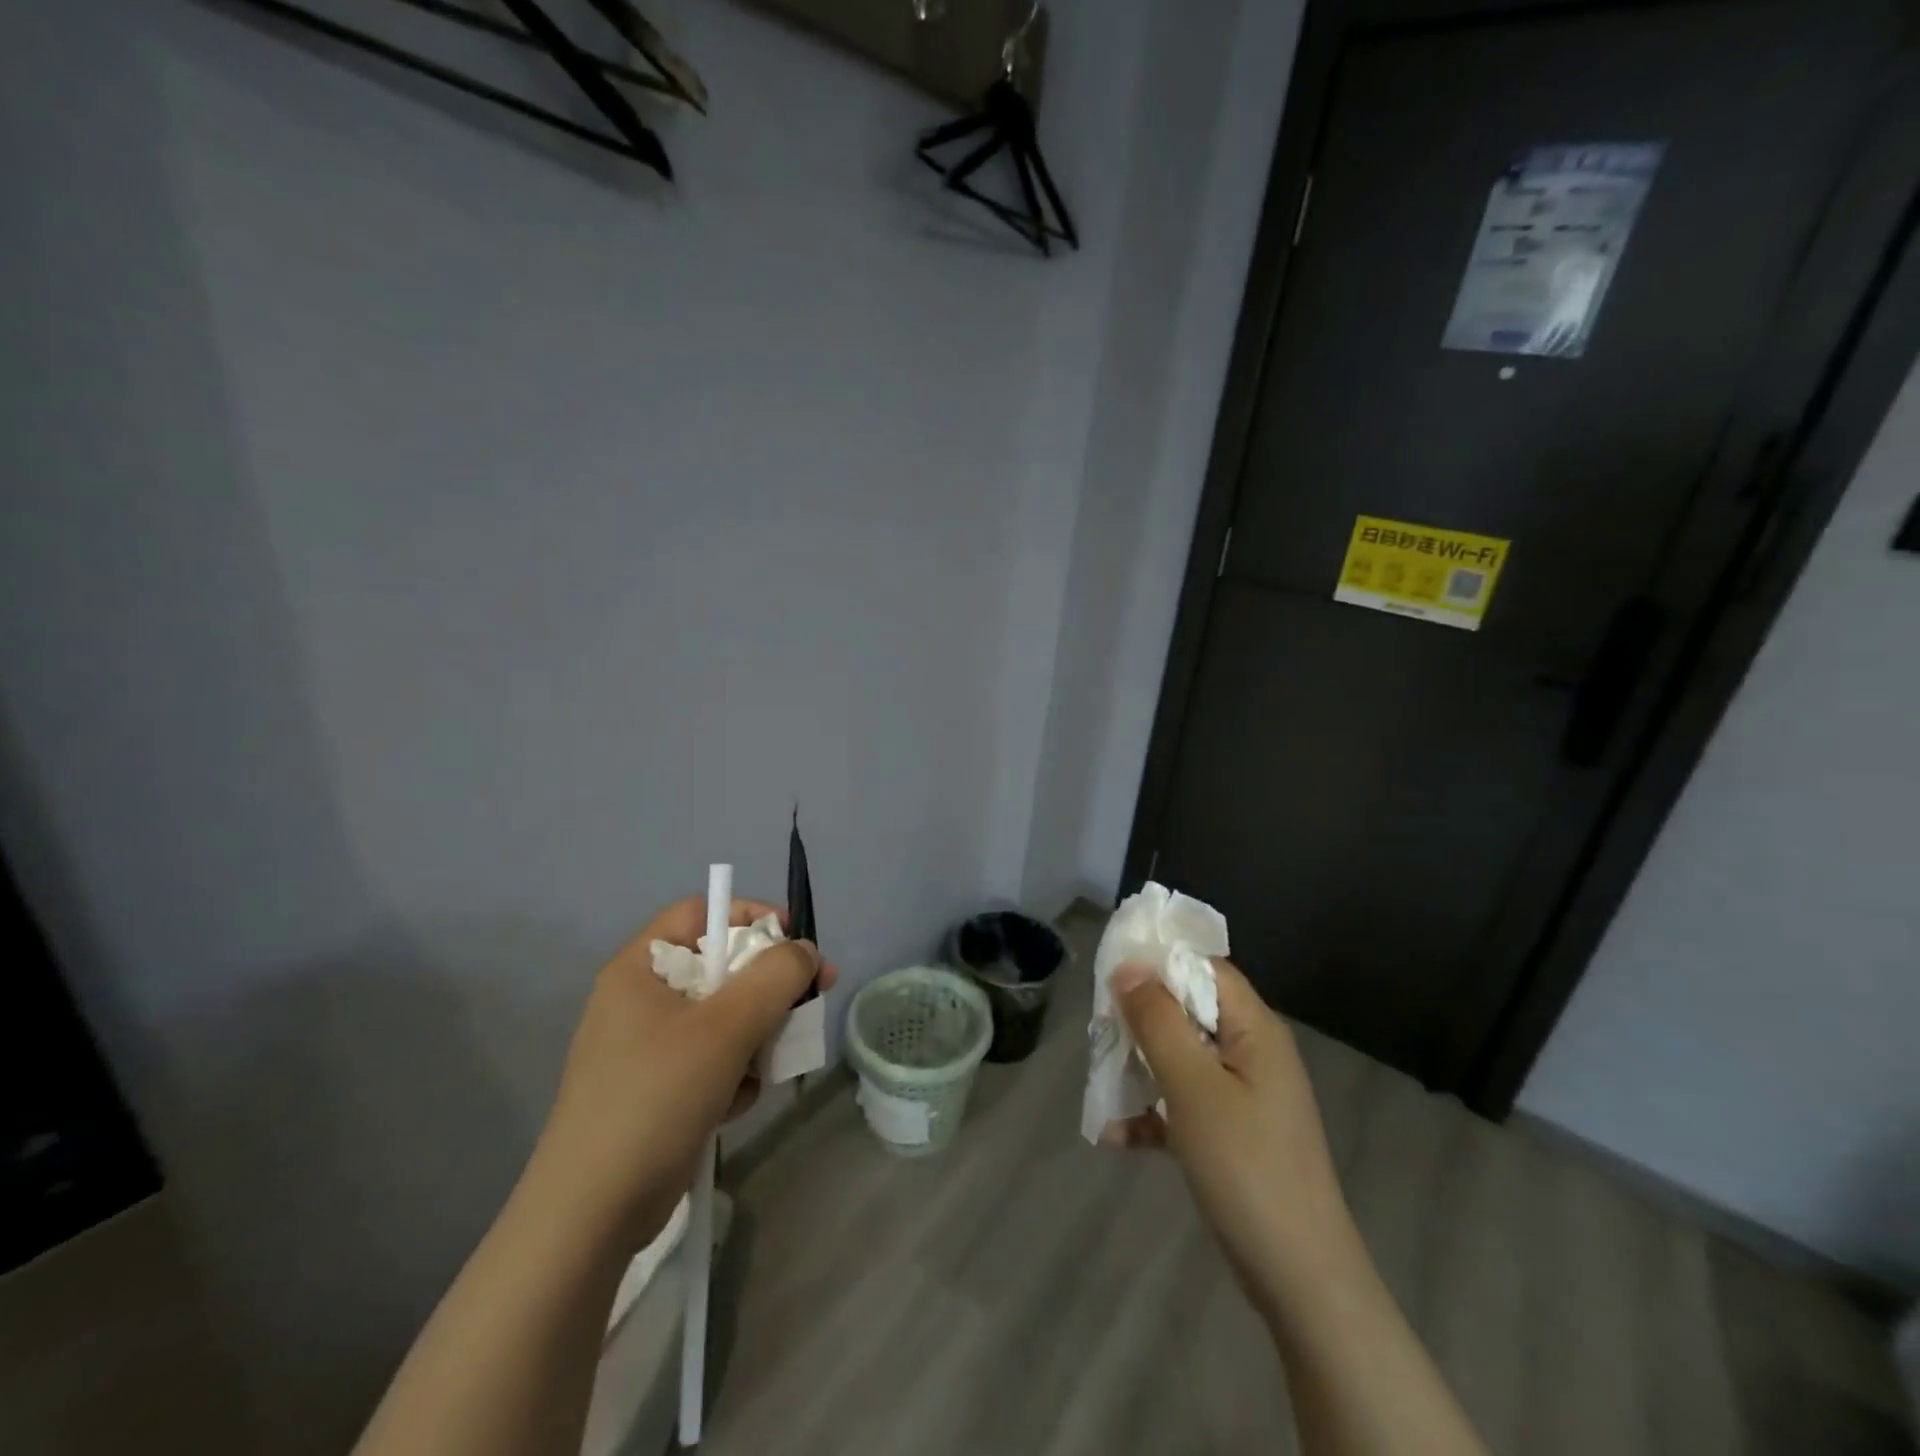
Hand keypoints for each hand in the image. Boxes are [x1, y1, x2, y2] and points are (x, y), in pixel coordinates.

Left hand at [524, 897, 835, 1255]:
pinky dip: (733, 1072)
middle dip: (767, 987)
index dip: (750, 916)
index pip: (700, 913)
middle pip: (719, 967)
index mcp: (640, 968)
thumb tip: (805, 951)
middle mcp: (640, 999)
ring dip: (755, 1035)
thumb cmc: (656, 1098)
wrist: (591, 1216)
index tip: (796, 942)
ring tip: (766, 1068)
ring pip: (723, 1016)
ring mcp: (646, 1047)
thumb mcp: (725, 1028)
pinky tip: (735, 1104)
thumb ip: (774, 977)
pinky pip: (711, 1058)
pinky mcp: (657, 1089)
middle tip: (810, 1001)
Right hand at [1104, 959, 1350, 1317]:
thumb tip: (1130, 966)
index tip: (1109, 974)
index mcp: (1254, 1028)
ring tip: (1100, 1085)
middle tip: (1099, 1035)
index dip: (1157, 962)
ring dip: (1139, 1068)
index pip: (1203, 967)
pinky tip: (1115, 1136)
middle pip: (1187, 1010)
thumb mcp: (1193, 1087)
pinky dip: (1152, 1113)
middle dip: (1140, 1020)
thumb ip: (1159, 1021)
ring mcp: (1243, 1094)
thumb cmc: (1246, 1167)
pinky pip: (1184, 1102)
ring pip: (1180, 1057)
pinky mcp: (1232, 1133)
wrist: (1299, 1279)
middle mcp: (1251, 1051)